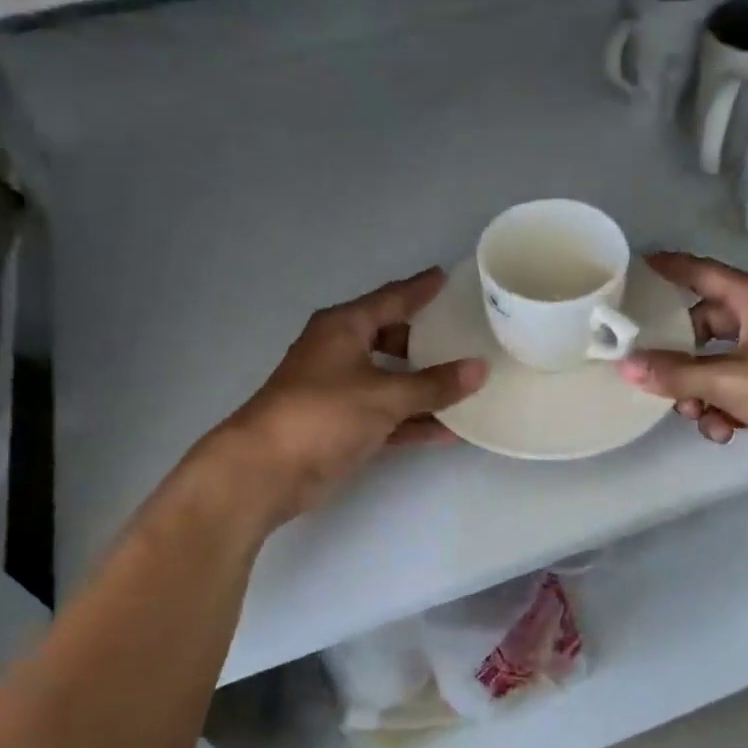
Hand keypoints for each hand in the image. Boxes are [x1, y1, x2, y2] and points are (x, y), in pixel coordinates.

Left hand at [200, 269, 486, 526]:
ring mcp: (341, 390)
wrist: (267, 469)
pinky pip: (388, 415)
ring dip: (425, 386)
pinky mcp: (343, 425)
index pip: (391, 299)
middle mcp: (341, 352)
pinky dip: (414, 420)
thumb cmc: (324, 414)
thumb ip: (435, 384)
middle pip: (392, 338)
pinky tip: (450, 430)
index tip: (448, 278)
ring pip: (392, 380)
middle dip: (426, 339)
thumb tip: (480, 368)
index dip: (420, 289)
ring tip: (468, 382)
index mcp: (344, 327)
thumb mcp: (385, 395)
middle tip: (464, 334)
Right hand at [617, 252, 747, 492]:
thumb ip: (675, 373)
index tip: (633, 268)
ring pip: (715, 365)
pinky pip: (733, 392)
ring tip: (692, 412)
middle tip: (649, 369)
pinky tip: (721, 432)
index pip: (702, 273)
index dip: (669, 269)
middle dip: (678, 354)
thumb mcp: (729, 379)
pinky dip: (722, 410)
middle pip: (703, 326)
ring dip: (698, 391)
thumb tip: (626, 366)